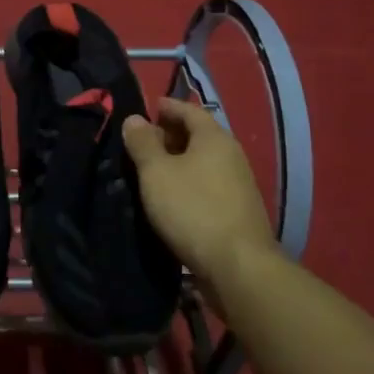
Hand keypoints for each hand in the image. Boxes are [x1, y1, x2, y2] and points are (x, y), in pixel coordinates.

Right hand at [122, 98, 277, 291]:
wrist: (238, 266)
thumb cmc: (192, 209)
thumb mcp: (156, 172)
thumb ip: (143, 143)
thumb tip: (135, 119)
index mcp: (214, 138)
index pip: (189, 110)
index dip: (167, 107)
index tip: (147, 109)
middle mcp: (231, 155)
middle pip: (198, 135)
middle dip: (170, 134)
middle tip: (142, 141)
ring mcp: (239, 184)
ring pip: (203, 161)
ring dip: (178, 161)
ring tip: (150, 170)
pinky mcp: (237, 210)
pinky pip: (207, 183)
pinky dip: (188, 181)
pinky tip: (171, 196)